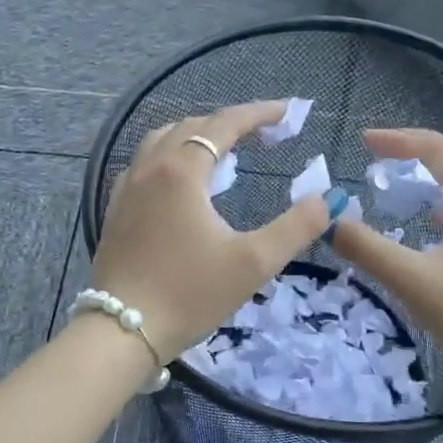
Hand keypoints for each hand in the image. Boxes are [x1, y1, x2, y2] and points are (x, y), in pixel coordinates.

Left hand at [91, 102, 329, 359]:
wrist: (123, 330)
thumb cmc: (190, 293)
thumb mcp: (254, 263)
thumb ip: (296, 227)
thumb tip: (326, 200)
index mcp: (182, 171)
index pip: (224, 124)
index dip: (258, 113)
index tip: (287, 112)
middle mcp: (150, 168)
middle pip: (192, 126)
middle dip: (230, 124)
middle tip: (263, 135)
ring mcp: (126, 187)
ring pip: (162, 141)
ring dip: (195, 136)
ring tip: (223, 152)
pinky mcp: (115, 209)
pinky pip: (144, 164)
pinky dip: (169, 157)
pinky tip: (181, 183)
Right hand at [328, 128, 442, 415]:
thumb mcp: (413, 281)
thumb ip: (368, 249)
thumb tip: (331, 222)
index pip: (442, 152)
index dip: (402, 141)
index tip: (365, 140)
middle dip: (425, 148)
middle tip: (387, 153)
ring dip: (439, 174)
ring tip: (404, 179)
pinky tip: (429, 222)